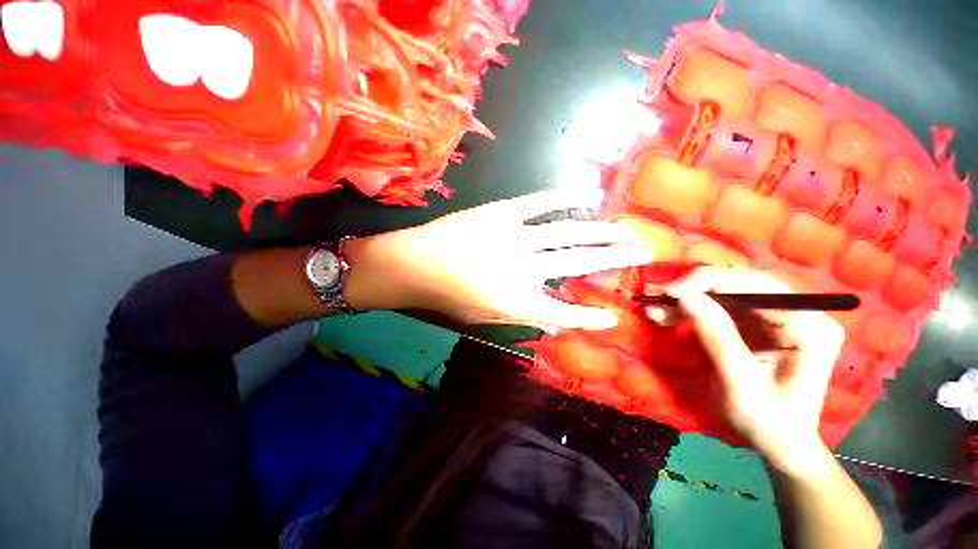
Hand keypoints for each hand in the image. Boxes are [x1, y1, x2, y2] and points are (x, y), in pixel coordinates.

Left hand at [344, 189, 654, 331]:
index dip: (589, 318)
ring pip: (569, 232)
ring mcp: (515, 237)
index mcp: (519, 301)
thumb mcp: (485, 318)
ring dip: (602, 231)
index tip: (612, 317)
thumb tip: (556, 325)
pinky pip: (541, 203)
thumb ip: (523, 318)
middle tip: (645, 252)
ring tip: (627, 229)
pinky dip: (566, 198)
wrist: (415, 265)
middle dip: (615, 258)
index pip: (565, 314)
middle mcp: (524, 269)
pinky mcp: (503, 213)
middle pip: (580, 262)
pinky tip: (589, 196)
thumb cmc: (448, 297)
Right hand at [661, 267, 845, 471]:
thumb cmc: (767, 422)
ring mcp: (776, 318)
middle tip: (657, 297)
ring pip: (725, 294)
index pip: (755, 285)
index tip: (669, 292)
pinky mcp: (757, 326)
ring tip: (655, 308)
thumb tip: (683, 295)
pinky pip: (720, 308)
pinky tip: (667, 316)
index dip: (708, 282)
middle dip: (693, 289)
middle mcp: (797, 314)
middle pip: (738, 285)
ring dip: (687, 300)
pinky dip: (691, 311)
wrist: (778, 444)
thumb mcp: (739, 382)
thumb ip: (716, 335)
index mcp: (808, 326)